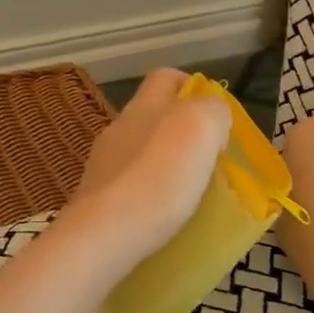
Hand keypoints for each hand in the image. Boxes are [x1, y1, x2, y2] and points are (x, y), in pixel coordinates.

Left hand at [61, 69, 230, 273]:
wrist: (105, 235)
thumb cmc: (159, 177)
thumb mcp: (202, 127)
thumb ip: (213, 111)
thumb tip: (212, 116)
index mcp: (145, 106)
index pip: (166, 77)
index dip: (192, 86)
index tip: (216, 113)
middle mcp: (119, 128)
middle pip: (153, 115)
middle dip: (181, 129)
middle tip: (210, 156)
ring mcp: (102, 165)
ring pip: (141, 151)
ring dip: (165, 163)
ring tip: (190, 189)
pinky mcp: (97, 200)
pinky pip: (131, 185)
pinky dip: (150, 192)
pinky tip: (164, 213)